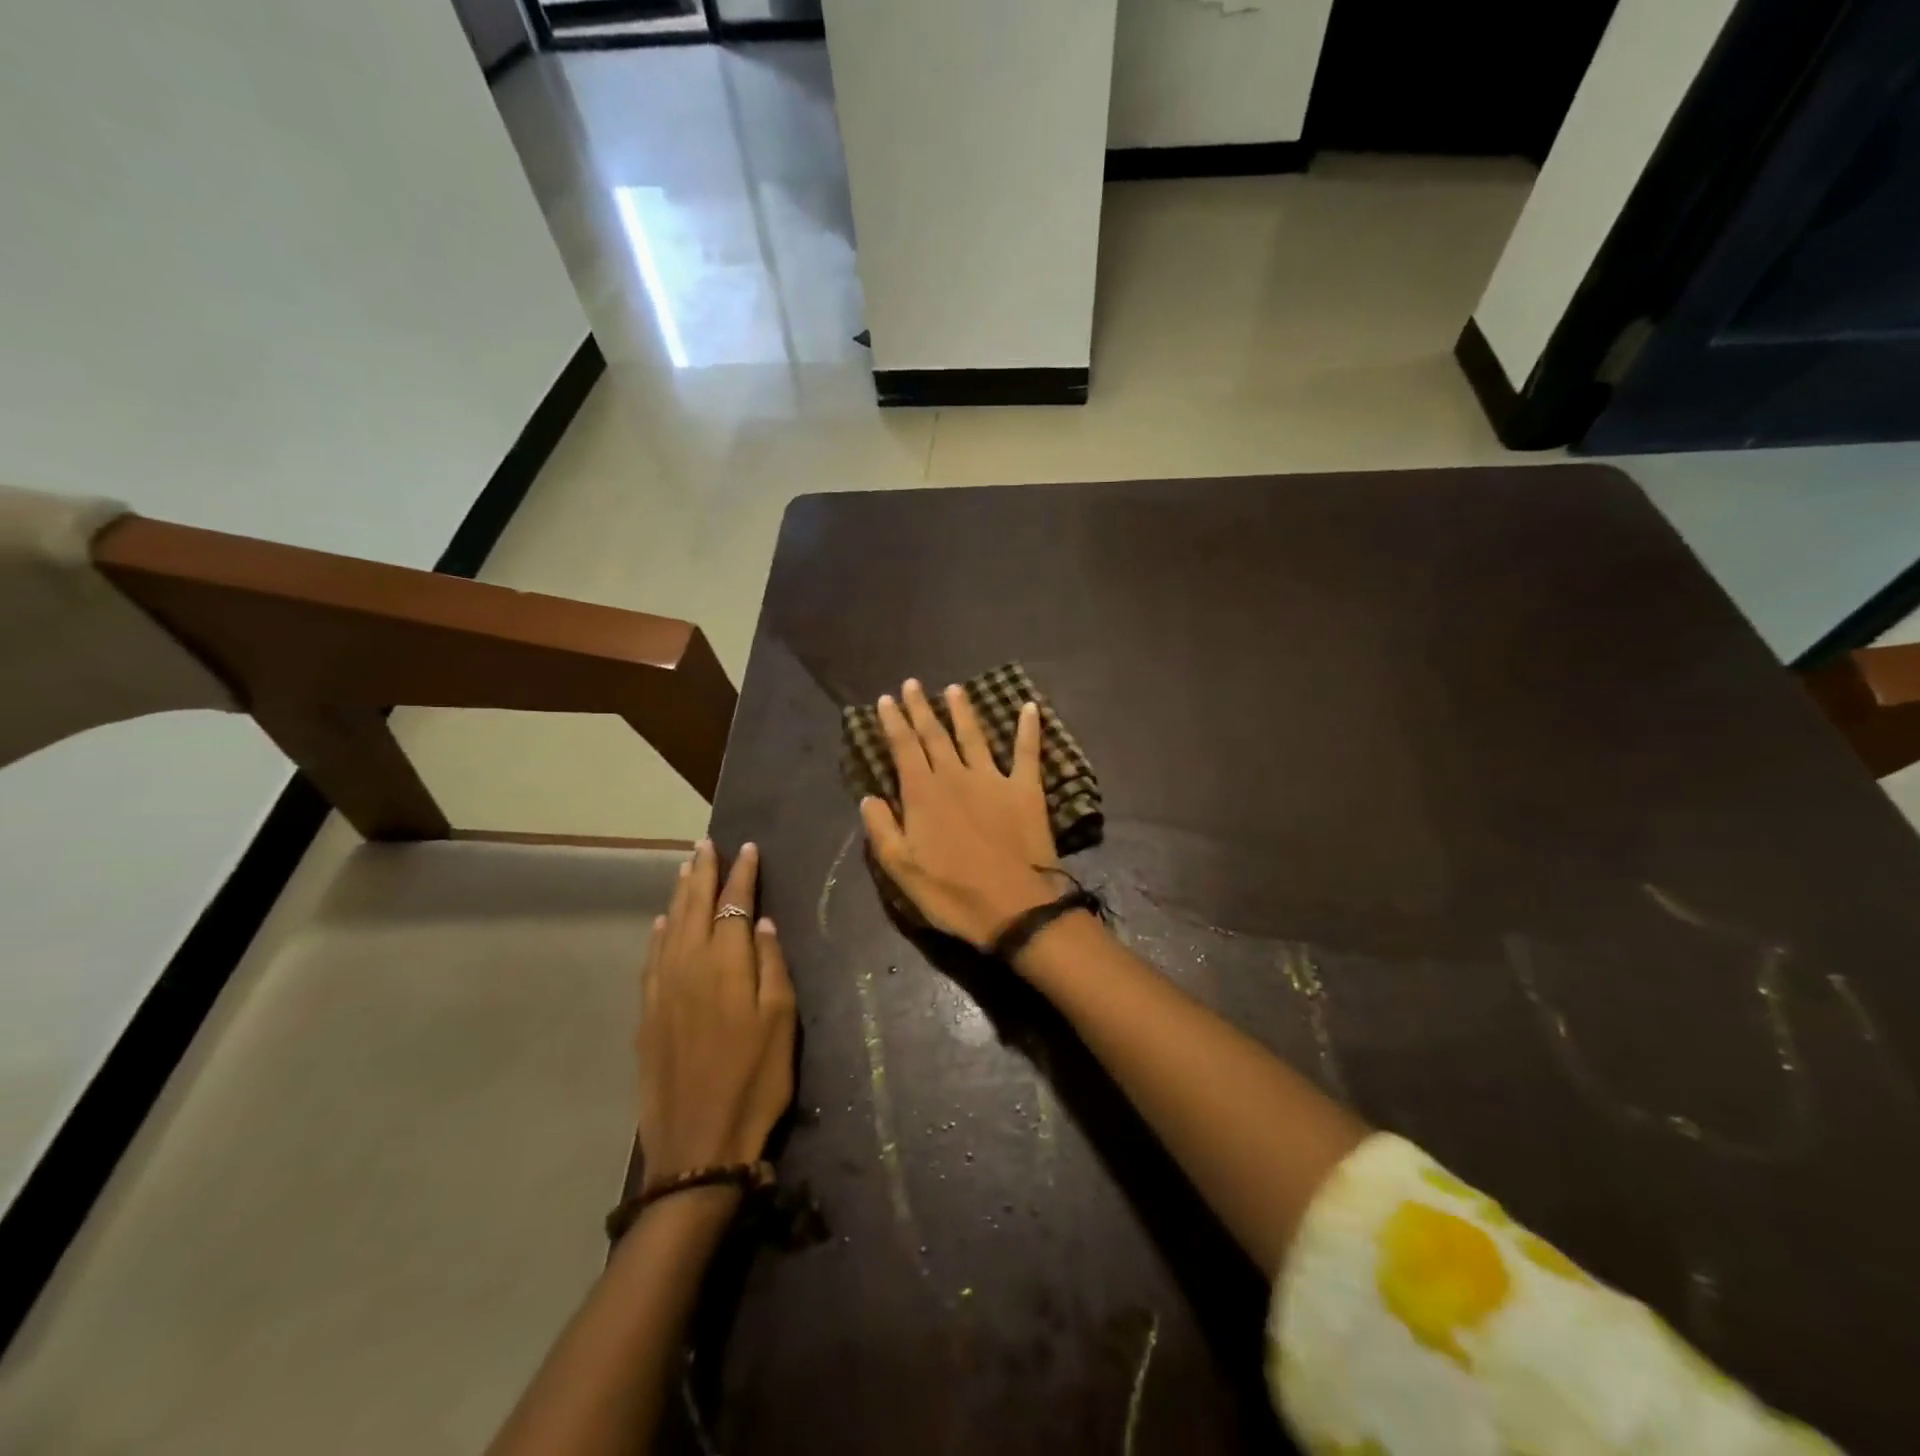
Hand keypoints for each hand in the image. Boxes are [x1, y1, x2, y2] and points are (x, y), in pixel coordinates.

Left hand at [636, 841, 795, 1190]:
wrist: (698, 1143)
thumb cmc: (755, 1080)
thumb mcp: (781, 1022)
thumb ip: (771, 966)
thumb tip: (760, 923)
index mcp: (725, 963)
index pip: (734, 903)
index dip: (742, 874)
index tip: (748, 848)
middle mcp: (688, 965)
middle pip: (695, 906)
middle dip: (703, 871)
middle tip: (707, 844)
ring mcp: (662, 989)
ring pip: (670, 927)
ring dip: (679, 894)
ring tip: (686, 868)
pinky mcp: (647, 1014)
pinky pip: (651, 958)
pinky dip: (658, 933)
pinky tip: (661, 923)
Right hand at [860, 678, 1061, 949]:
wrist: (1014, 906)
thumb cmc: (952, 893)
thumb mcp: (901, 869)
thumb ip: (882, 829)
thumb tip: (869, 797)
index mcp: (923, 793)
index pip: (903, 748)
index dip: (893, 722)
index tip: (885, 700)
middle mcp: (955, 776)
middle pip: (934, 734)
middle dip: (920, 708)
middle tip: (912, 684)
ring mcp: (993, 779)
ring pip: (973, 736)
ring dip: (962, 711)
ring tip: (954, 689)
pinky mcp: (1025, 790)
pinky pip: (1027, 752)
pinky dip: (1028, 729)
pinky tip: (1029, 708)